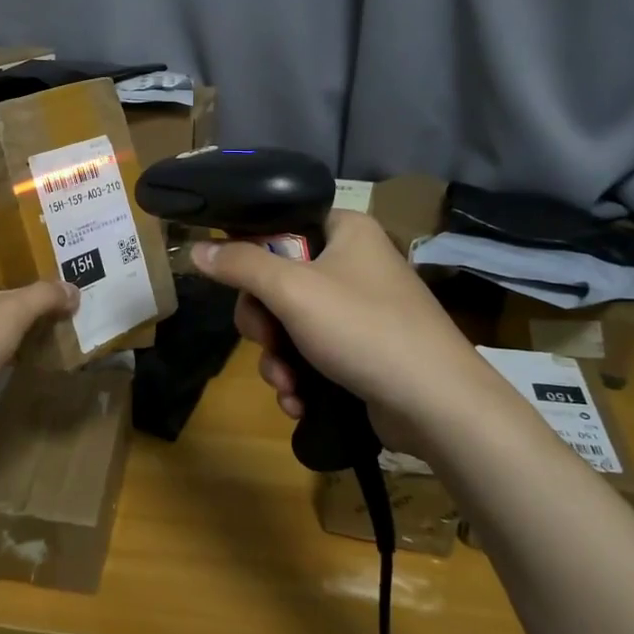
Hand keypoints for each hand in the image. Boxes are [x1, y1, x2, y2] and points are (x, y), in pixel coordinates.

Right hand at [190, 210, 481, 426]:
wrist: (437, 406)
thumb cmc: (364, 329)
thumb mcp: (292, 291)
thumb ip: (240, 265)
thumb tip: (195, 248)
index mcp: (345, 230)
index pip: (279, 227)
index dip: (251, 257)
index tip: (238, 287)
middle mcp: (354, 263)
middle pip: (278, 280)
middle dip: (264, 324)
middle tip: (266, 342)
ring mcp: (360, 309)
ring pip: (290, 323)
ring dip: (277, 358)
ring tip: (286, 385)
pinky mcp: (364, 350)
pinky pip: (313, 352)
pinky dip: (300, 376)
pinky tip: (298, 401)